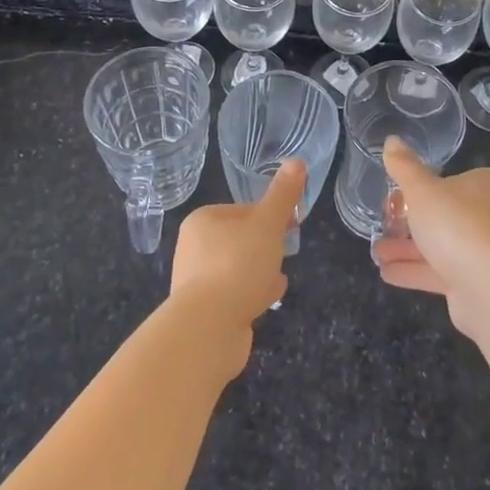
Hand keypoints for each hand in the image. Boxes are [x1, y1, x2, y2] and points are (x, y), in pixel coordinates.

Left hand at [169, 160, 301, 376]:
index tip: (292, 226)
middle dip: (265, 246)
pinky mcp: (203, 312)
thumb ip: (283, 195)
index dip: (271, 216)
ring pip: (238, 268)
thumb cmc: (238, 265)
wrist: (208, 328)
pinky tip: (267, 301)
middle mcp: (193, 248)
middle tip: (287, 253)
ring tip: (278, 279)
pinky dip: (251, 294)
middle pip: (240, 239)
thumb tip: (296, 161)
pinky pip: (234, 294)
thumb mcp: (267, 224)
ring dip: (259, 271)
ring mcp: (196, 282)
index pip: (243, 210)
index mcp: (203, 220)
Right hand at [375, 137, 489, 339]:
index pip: (455, 180)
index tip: (398, 196)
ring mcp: (489, 253)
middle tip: (384, 223)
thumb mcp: (422, 189)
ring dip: (409, 249)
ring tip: (377, 251)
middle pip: (447, 215)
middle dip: (412, 222)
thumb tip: (391, 140)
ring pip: (442, 246)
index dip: (425, 188)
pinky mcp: (479, 283)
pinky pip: (442, 272)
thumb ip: (405, 167)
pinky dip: (416, 271)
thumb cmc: (457, 224)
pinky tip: (387, 272)